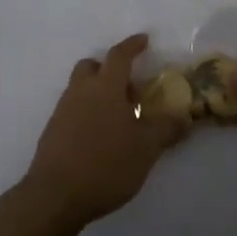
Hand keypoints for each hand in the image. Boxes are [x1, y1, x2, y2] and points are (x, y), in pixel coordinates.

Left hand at [20, 34, 188, 232]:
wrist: (55, 195)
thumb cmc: (106, 164)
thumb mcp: (146, 148)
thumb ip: (166, 129)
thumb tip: (184, 116)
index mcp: (105, 87)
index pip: (119, 56)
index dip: (132, 46)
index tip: (144, 40)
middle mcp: (80, 91)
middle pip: (93, 67)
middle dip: (110, 70)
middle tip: (130, 90)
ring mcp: (62, 111)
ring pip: (80, 88)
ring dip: (98, 93)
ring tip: (119, 120)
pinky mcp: (52, 132)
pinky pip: (73, 110)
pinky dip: (87, 113)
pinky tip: (100, 138)